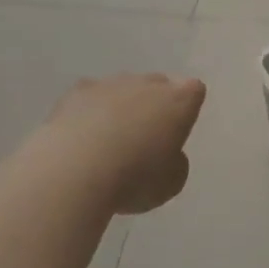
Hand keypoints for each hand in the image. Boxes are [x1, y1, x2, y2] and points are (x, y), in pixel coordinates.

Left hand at [47, 73, 206, 214]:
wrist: (74, 171)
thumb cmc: (135, 177)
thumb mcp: (172, 183)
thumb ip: (176, 163)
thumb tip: (166, 156)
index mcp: (179, 101)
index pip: (194, 90)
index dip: (187, 108)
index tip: (177, 131)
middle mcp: (147, 84)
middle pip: (158, 85)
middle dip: (154, 105)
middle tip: (145, 138)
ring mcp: (110, 84)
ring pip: (122, 89)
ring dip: (120, 107)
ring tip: (108, 141)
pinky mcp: (75, 93)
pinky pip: (90, 98)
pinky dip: (89, 113)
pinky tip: (81, 138)